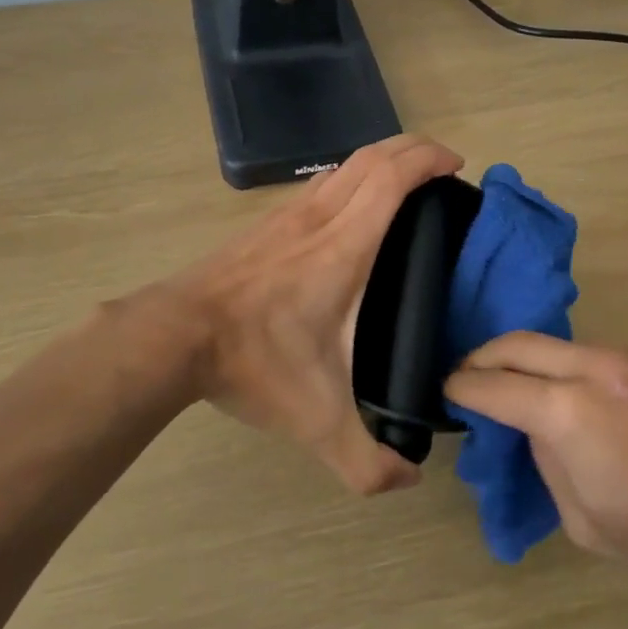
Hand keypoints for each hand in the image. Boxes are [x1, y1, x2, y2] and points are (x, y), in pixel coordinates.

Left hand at [165, 135, 464, 494]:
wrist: (172, 337)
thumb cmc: (251, 362)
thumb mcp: (316, 422)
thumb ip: (366, 461)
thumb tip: (408, 480)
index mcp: (342, 248)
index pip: (390, 178)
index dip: (427, 159)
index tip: (456, 165)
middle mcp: (316, 219)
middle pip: (370, 156)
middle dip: (411, 148)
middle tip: (441, 167)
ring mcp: (283, 216)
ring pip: (340, 166)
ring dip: (378, 161)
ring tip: (404, 185)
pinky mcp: (262, 226)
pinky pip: (317, 187)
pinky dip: (348, 180)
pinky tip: (350, 214)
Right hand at [445, 333, 627, 592]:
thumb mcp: (584, 520)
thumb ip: (547, 461)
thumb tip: (536, 430)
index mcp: (568, 413)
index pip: (491, 386)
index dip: (460, 388)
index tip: (445, 393)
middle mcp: (591, 369)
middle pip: (514, 344)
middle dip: (480, 359)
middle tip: (466, 380)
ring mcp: (624, 358)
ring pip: (551, 343)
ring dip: (523, 360)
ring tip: (513, 390)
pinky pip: (584, 353)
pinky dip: (558, 366)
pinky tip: (564, 396)